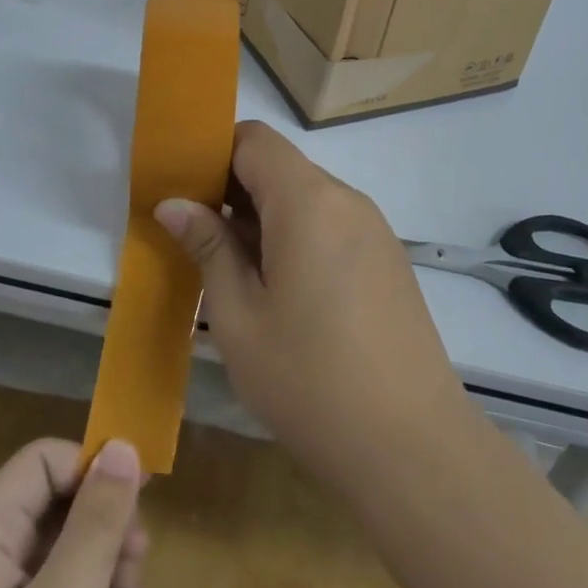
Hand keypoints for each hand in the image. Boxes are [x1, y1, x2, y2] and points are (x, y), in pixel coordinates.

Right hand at [155, 121, 466, 497]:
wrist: (412, 448)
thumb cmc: (309, 379)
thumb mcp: (238, 316)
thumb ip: (208, 247)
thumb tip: (174, 203)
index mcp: (308, 200)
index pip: (254, 139)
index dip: (212, 154)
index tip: (182, 192)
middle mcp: (346, 200)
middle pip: (280, 168)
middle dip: (233, 191)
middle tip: (195, 239)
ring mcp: (374, 231)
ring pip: (305, 200)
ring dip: (263, 220)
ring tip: (233, 274)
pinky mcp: (388, 262)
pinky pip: (331, 228)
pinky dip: (296, 239)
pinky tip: (281, 295)